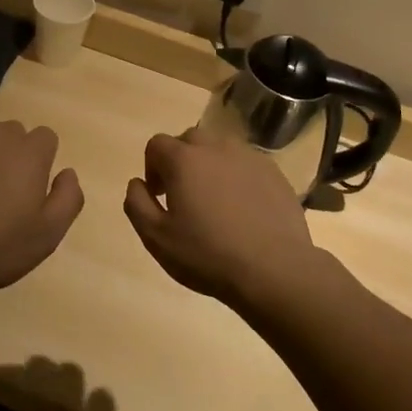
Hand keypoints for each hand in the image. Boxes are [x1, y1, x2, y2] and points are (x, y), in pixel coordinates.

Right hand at [123, 128, 319, 307]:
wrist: (274, 270)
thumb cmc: (208, 255)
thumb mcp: (156, 238)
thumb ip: (137, 203)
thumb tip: (137, 183)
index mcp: (183, 159)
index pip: (156, 144)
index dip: (152, 167)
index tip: (160, 195)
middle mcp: (215, 147)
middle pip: (189, 140)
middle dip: (180, 161)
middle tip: (184, 195)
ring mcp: (248, 157)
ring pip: (220, 148)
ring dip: (210, 165)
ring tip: (215, 200)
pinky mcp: (273, 172)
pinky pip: (246, 164)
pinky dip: (238, 176)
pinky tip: (243, 207)